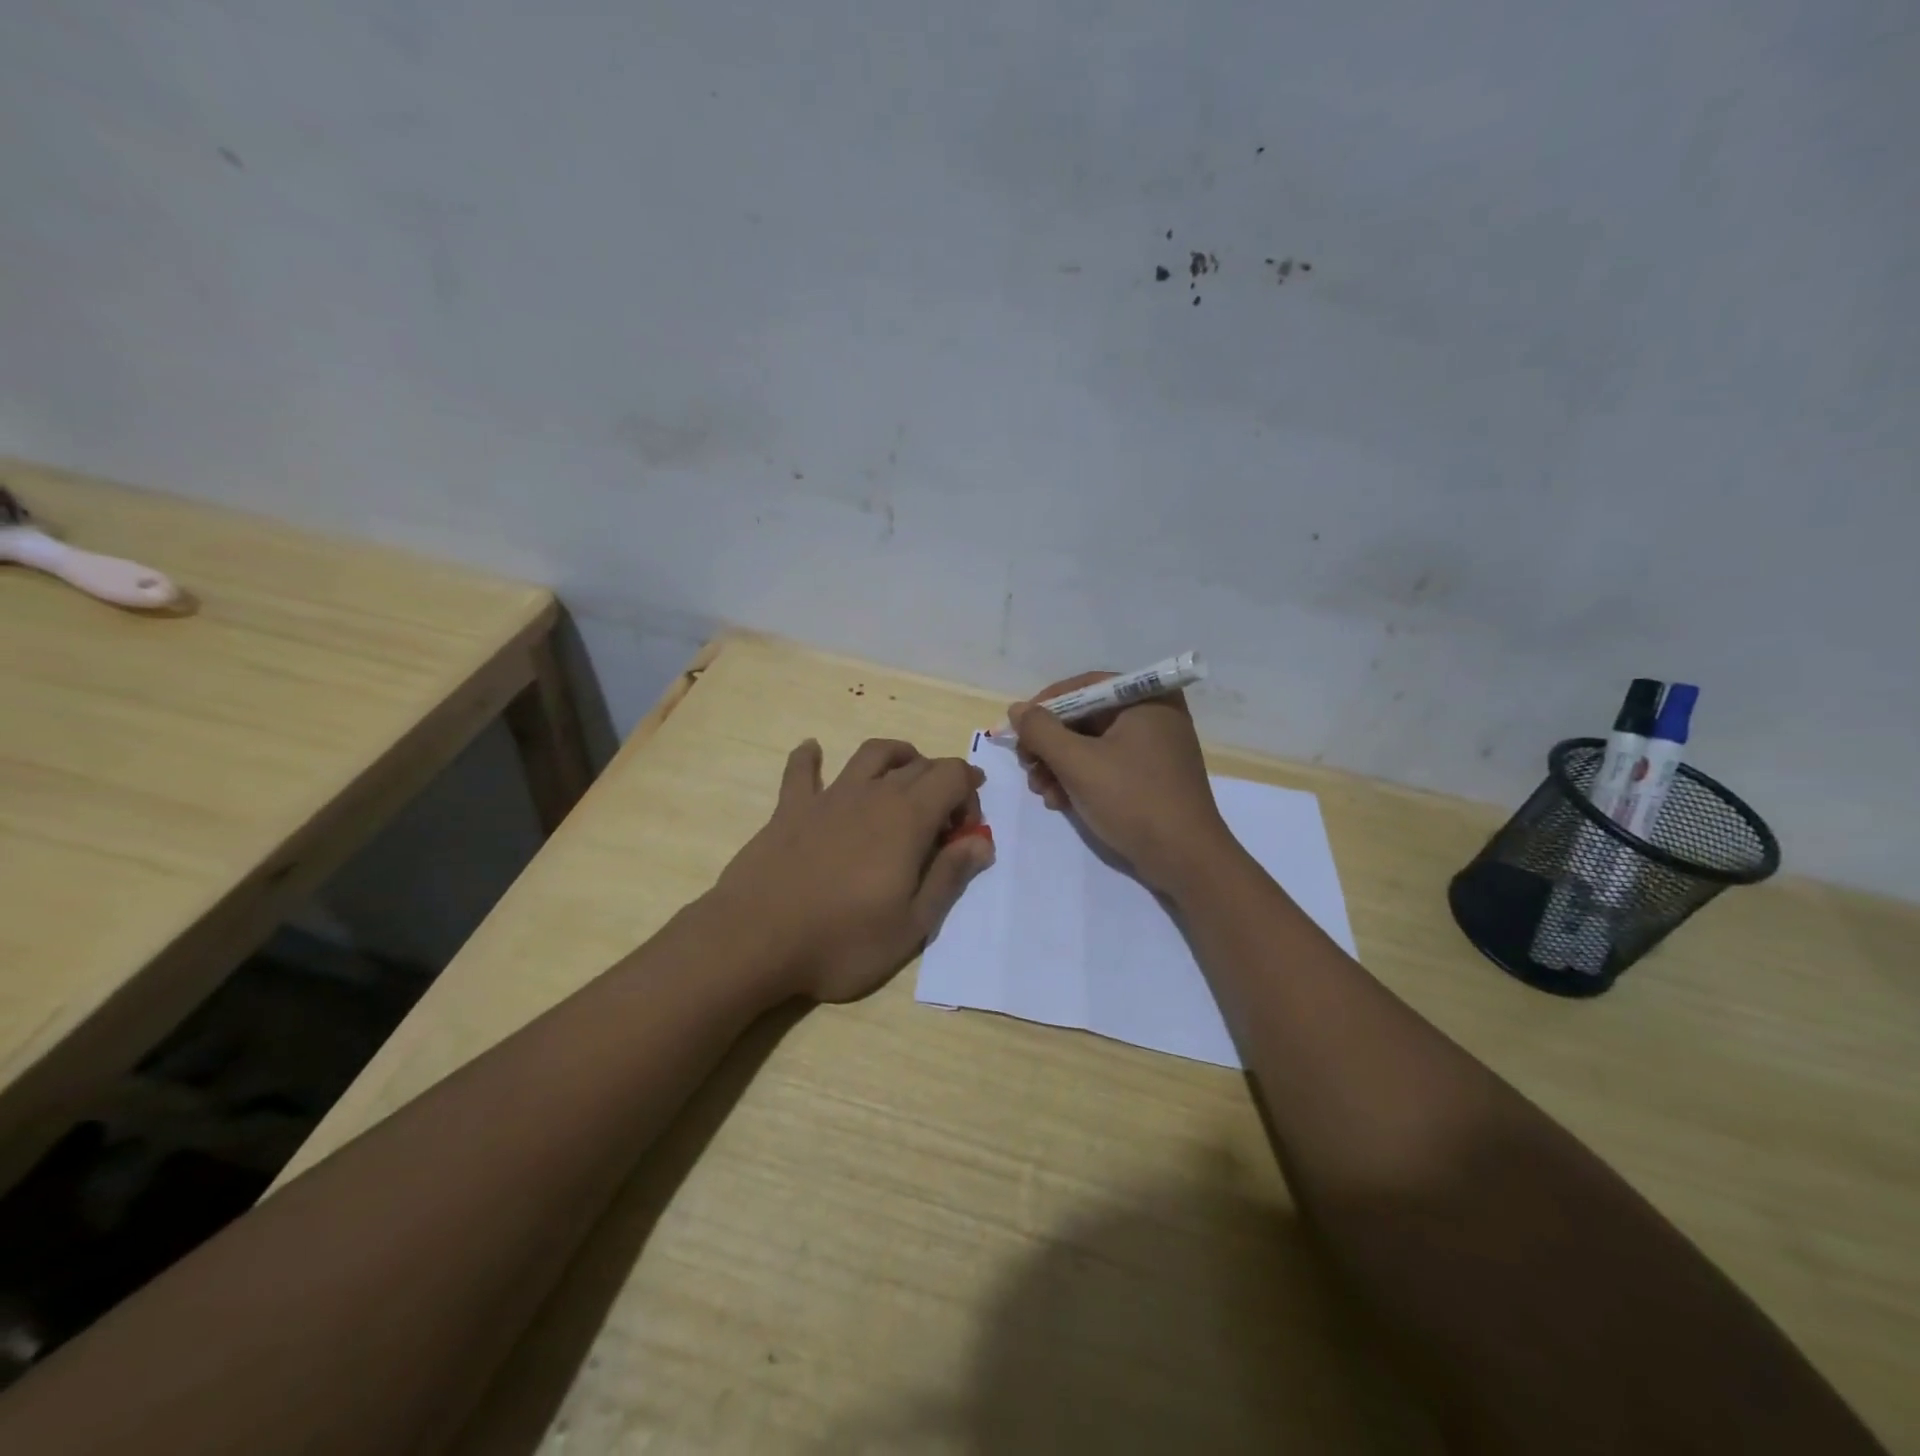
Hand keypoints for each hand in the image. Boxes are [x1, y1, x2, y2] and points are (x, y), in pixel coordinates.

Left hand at [711, 737, 993, 1002]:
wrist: (756, 940)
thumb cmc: (842, 940)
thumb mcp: (912, 924)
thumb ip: (949, 877)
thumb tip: (982, 842)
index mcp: (908, 819)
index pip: (953, 777)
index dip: (970, 795)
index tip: (965, 832)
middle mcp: (872, 795)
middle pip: (918, 765)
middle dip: (942, 782)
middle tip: (942, 821)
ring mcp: (829, 797)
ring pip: (871, 755)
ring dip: (896, 755)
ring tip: (905, 771)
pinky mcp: (790, 808)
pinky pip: (802, 770)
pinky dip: (810, 757)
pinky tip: (813, 750)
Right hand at [1010, 673, 1237, 896]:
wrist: (1185, 860)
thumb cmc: (1133, 800)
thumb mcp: (1077, 763)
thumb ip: (1041, 731)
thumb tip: (1016, 710)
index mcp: (1147, 699)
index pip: (1084, 687)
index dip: (1045, 706)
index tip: (1017, 730)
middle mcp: (1154, 715)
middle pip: (1086, 717)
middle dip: (1050, 744)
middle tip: (1026, 765)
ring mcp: (1155, 748)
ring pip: (1092, 744)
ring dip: (1059, 765)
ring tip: (1042, 791)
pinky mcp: (1152, 777)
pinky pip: (1107, 765)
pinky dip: (1080, 779)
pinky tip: (1060, 801)